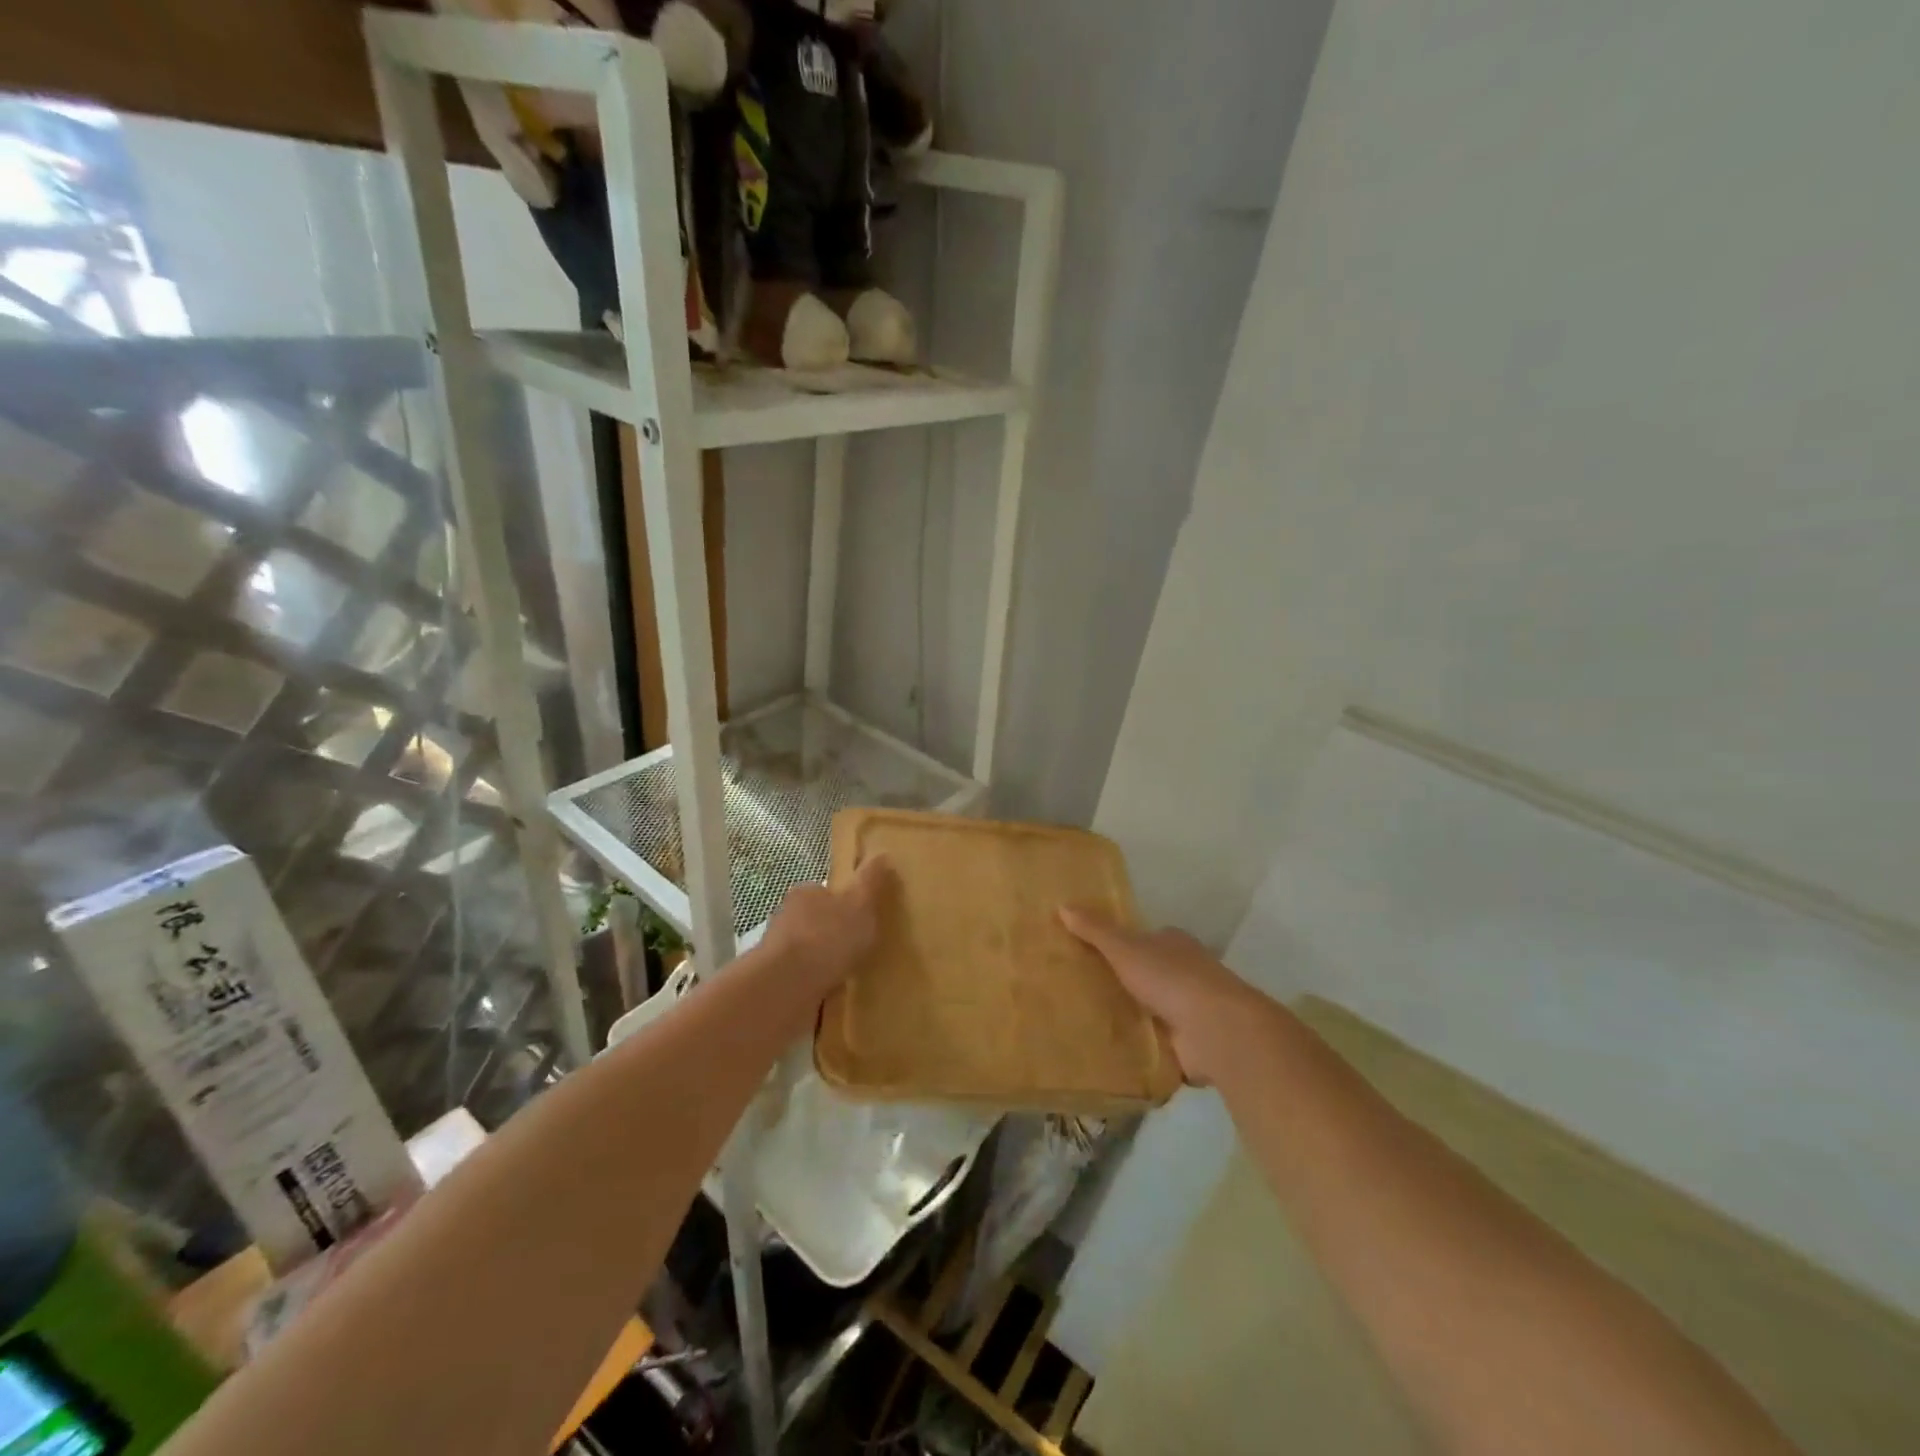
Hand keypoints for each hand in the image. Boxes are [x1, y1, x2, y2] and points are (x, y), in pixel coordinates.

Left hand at [762, 855, 892, 1000]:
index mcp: (805, 893)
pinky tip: (832, 994)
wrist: (786, 986)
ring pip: (807, 952)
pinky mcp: (776, 981)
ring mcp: (778, 951)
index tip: (862, 919)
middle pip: (815, 922)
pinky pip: (803, 979)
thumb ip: (871, 881)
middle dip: (833, 935)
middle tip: (860, 949)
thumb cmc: (827, 936)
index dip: (845, 903)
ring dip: (823, 963)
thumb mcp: (860, 904)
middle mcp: (786, 918)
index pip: (825, 892)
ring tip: (849, 976)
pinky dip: (816, 984)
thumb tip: (882, 853)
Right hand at [1059, 906, 1273, 1084]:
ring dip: (1132, 1016)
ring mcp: (1191, 1010)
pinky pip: (1157, 1042)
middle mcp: (1186, 973)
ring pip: (1153, 1009)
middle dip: (1124, 982)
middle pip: (1149, 974)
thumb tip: (1062, 905)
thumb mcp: (1125, 948)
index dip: (1122, 944)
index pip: (1146, 939)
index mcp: (1174, 944)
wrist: (1216, 1029)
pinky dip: (1141, 1046)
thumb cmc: (1171, 978)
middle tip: (1083, 990)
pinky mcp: (1190, 1044)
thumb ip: (1095, 930)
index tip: (1092, 954)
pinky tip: (1113, 1052)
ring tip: (1089, 1023)